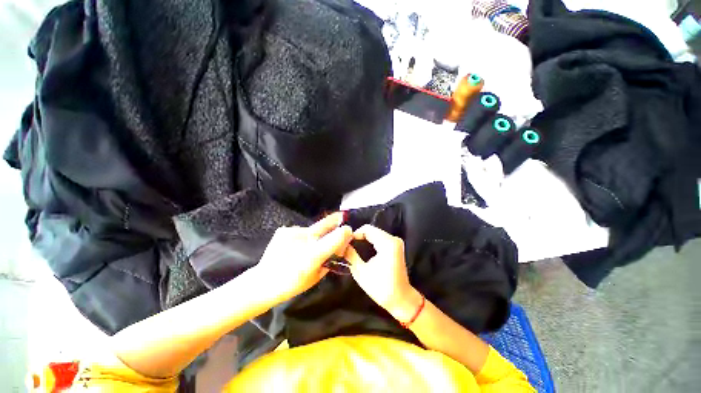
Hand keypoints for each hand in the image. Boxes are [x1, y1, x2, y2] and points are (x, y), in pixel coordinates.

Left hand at [255, 213, 352, 303]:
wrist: (263, 282)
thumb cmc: (292, 284)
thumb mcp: (316, 276)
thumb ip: (331, 259)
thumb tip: (341, 247)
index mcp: (311, 256)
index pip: (333, 239)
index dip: (343, 232)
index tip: (348, 229)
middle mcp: (302, 240)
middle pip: (323, 225)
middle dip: (334, 220)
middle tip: (340, 217)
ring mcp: (291, 233)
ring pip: (311, 230)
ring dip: (315, 234)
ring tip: (309, 244)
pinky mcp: (283, 230)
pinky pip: (300, 231)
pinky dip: (303, 237)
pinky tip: (296, 245)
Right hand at [343, 225, 422, 323]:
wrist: (401, 300)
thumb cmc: (381, 288)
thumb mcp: (361, 272)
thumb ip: (351, 255)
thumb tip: (342, 245)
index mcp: (387, 243)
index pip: (367, 229)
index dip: (354, 233)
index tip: (345, 242)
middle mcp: (393, 239)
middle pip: (372, 230)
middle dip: (358, 236)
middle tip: (347, 244)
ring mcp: (396, 242)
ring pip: (375, 233)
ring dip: (364, 238)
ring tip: (352, 246)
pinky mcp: (396, 246)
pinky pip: (380, 238)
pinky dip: (370, 240)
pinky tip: (362, 247)